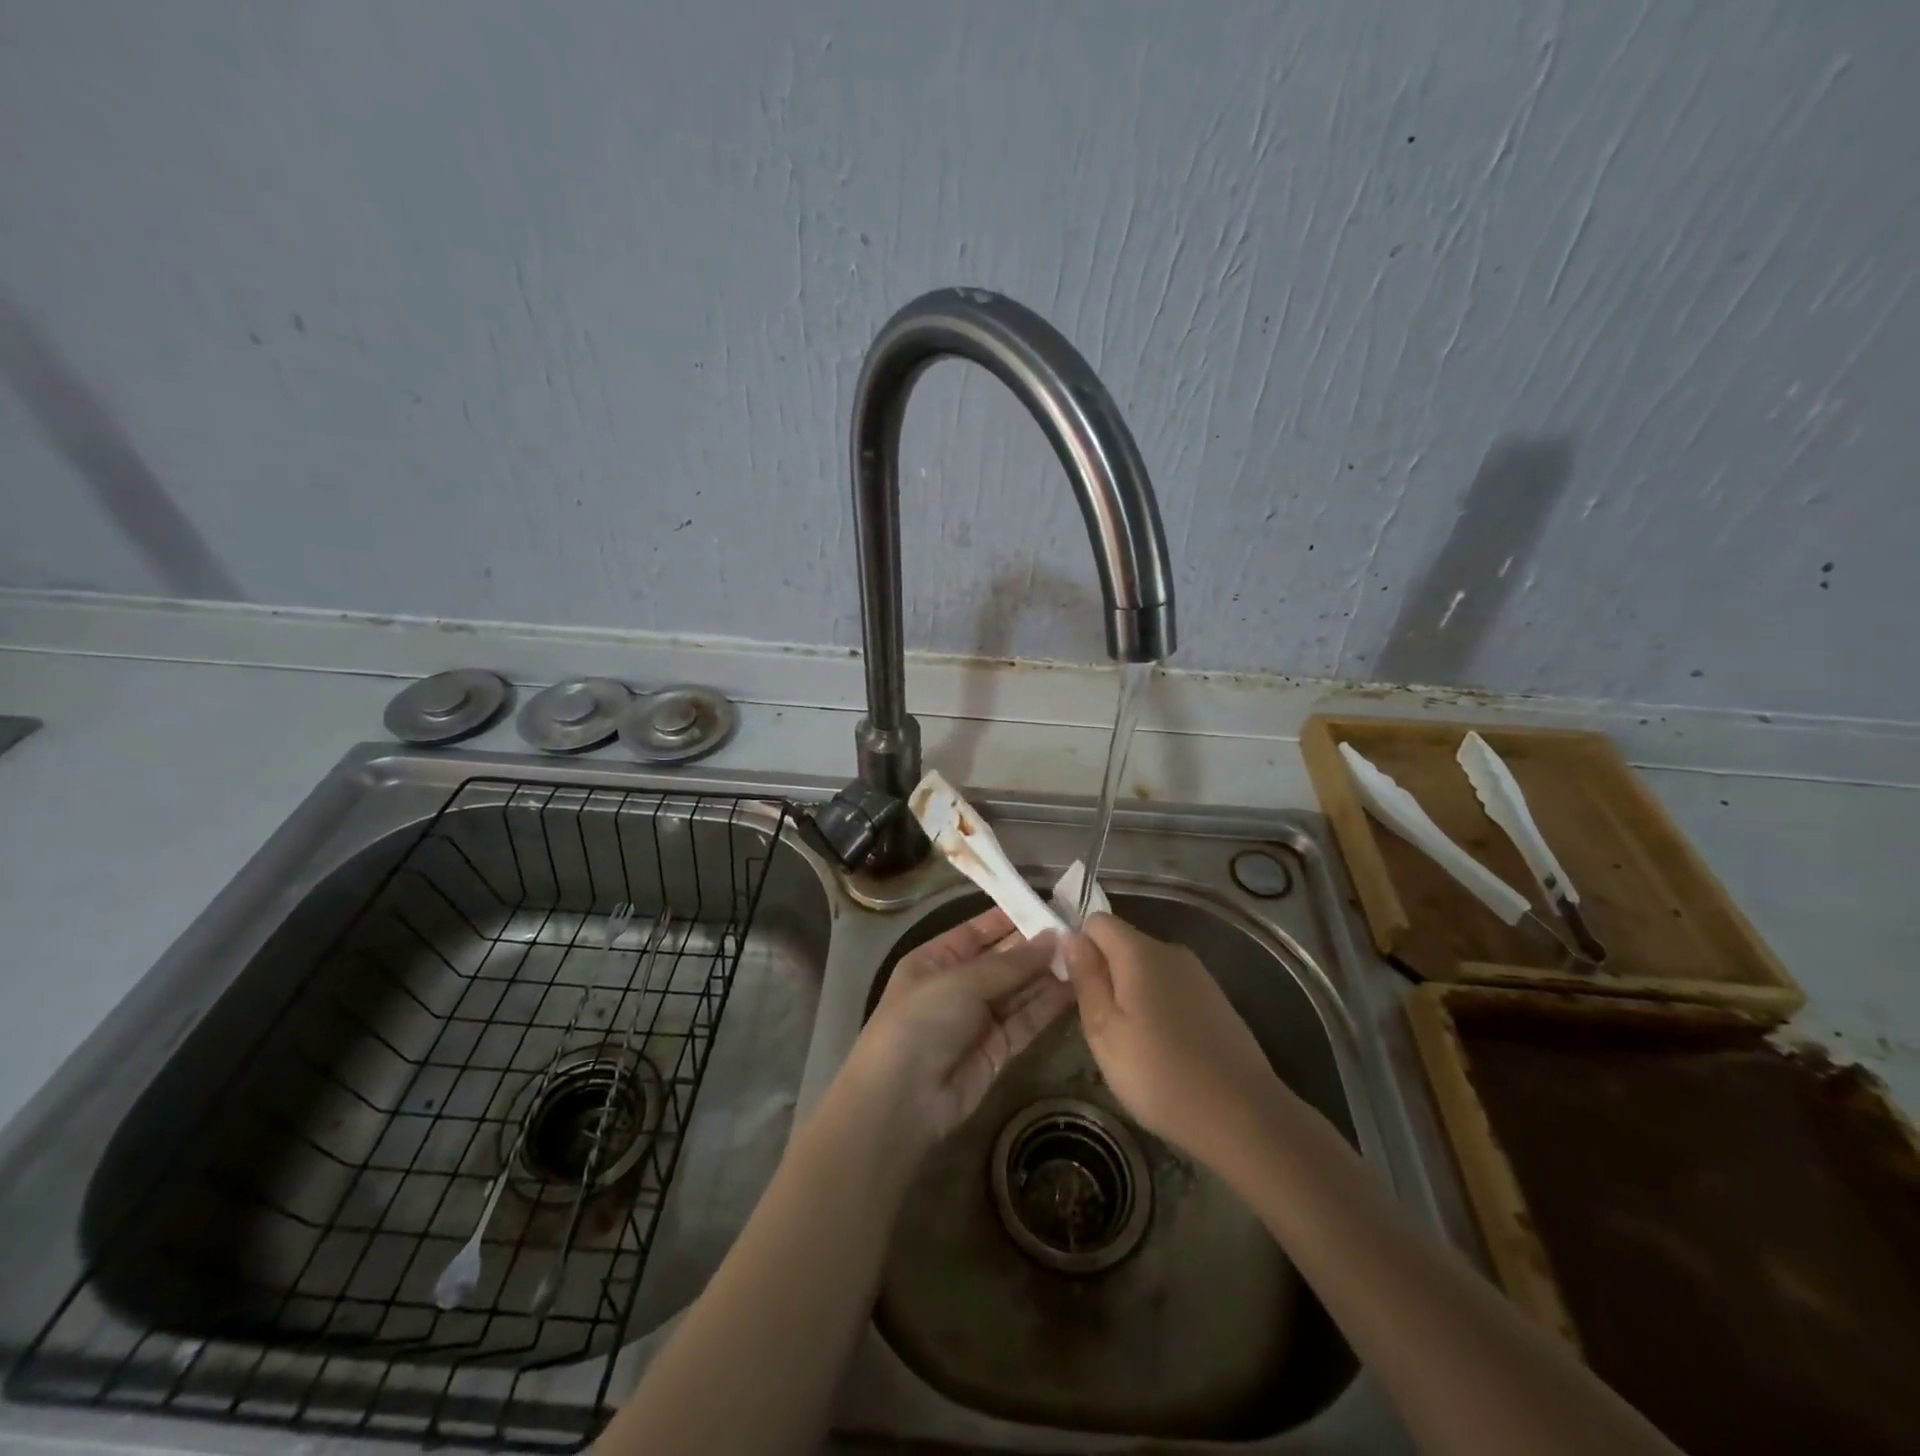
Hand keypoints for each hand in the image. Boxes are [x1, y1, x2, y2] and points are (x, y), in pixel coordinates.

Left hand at [843, 907, 1075, 1150]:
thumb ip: (1010, 963)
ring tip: (1085, 955)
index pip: (977, 931)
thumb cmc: (922, 1021)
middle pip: (1003, 960)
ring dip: (1047, 974)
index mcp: (936, 960)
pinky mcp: (999, 1049)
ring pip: (1019, 990)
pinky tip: (1076, 987)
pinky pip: (1027, 1020)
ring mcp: (979, 1019)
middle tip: (1078, 931)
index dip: (1010, 918)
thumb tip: (1052, 938)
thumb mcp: (961, 981)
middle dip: (1035, 946)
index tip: (1047, 905)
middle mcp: (958, 985)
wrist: (902, 1100)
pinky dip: (1048, 1005)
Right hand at [1062, 913, 1281, 1169]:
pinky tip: (1163, 1049)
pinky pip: (1172, 987)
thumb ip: (1086, 978)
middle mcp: (1170, 951)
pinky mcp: (1216, 999)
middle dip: (1105, 973)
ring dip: (1131, 993)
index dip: (1079, 946)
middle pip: (1123, 944)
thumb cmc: (1160, 1075)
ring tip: (1131, 1042)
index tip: (1075, 986)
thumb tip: (1071, 936)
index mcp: (1140, 952)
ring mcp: (1198, 974)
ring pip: (1147, 968)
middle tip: (1099, 1024)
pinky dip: (1158, 1006)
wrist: (1244, 1115)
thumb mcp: (1104, 1032)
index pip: (1097, 921)